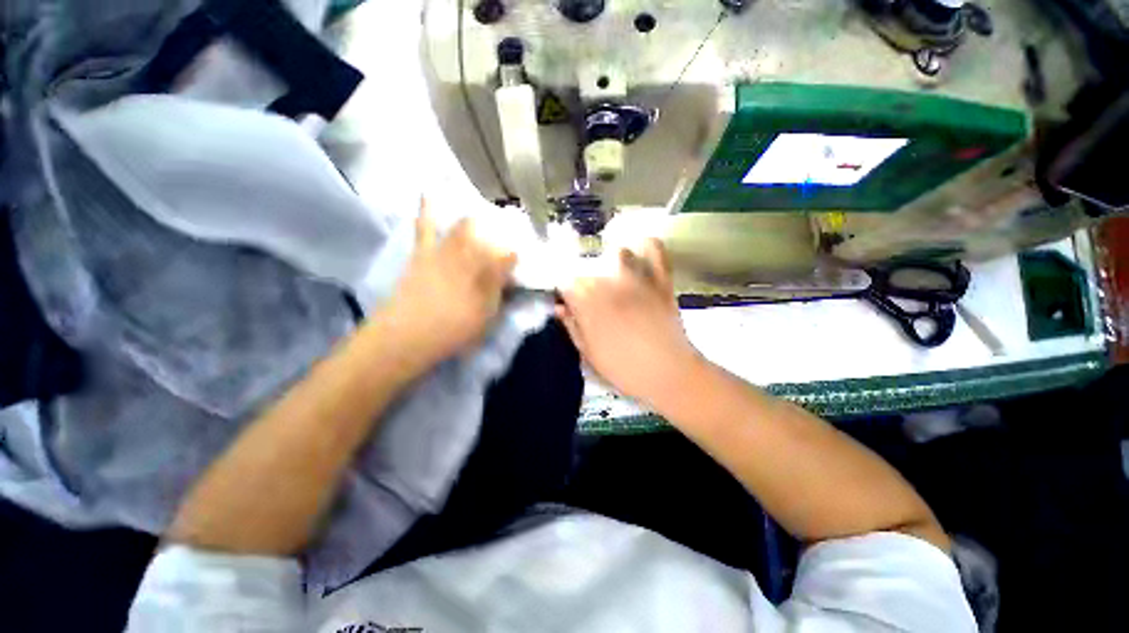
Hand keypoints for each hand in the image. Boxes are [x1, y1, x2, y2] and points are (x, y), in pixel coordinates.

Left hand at [383, 202, 516, 365]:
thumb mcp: (488, 318)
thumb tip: (508, 278)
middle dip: (500, 239)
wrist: (409, 334)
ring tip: (483, 222)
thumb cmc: (455, 330)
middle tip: (503, 245)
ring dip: (477, 224)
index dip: (516, 259)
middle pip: (490, 237)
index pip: (510, 256)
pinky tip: (428, 191)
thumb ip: (500, 294)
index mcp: (488, 274)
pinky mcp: (424, 252)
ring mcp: (446, 251)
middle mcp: (471, 256)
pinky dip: (426, 209)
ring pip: (465, 227)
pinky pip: (425, 227)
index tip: (519, 264)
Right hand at [557, 239, 702, 407]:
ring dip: (611, 262)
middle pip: (588, 265)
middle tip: (593, 299)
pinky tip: (640, 254)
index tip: (569, 303)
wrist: (668, 373)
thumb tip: (560, 308)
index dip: (565, 293)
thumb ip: (572, 326)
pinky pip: (654, 248)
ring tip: (614, 278)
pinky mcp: (660, 277)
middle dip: (586, 281)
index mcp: (586, 300)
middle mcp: (608, 280)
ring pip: (617, 252)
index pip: (565, 282)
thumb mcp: (588, 353)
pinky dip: (646, 246)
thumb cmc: (622, 368)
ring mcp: (636, 275)